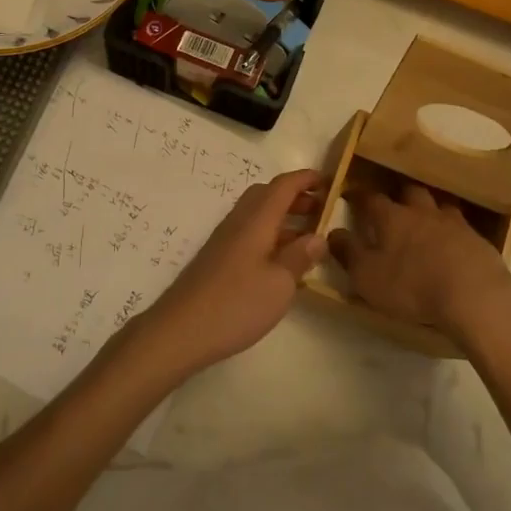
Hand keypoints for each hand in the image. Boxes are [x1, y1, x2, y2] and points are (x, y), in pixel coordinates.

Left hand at [130, 169, 327, 377]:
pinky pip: (249, 233)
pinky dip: (270, 235)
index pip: (283, 186)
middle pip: (267, 195)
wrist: (181, 331)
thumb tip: (318, 236)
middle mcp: (239, 222)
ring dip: (283, 217)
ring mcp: (225, 240)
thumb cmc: (236, 304)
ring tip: (307, 238)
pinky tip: (281, 262)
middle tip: (320, 211)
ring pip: (257, 215)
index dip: (306, 179)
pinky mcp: (218, 259)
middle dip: (295, 197)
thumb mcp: (279, 283)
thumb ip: (300, 256)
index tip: (329, 181)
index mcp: (256, 220)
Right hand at [328, 184, 510, 340]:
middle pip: (410, 192)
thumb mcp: (367, 276)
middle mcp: (422, 212)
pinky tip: (454, 241)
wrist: (474, 295)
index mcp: (392, 218)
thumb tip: (333, 233)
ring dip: (431, 208)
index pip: (371, 199)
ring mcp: (453, 223)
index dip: (359, 195)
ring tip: (427, 217)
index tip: (351, 194)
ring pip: (439, 204)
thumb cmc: (412, 286)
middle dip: (399, 194)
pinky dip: (454, 230)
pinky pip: (462, 225)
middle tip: (394, 203)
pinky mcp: (478, 239)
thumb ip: (348, 253)